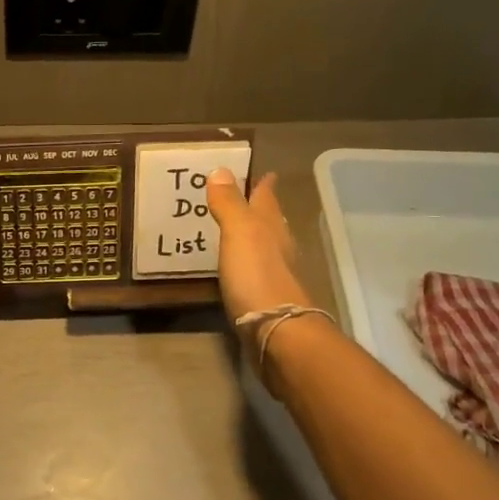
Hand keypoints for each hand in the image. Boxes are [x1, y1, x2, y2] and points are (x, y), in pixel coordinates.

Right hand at [206, 169, 312, 324]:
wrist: (277, 330)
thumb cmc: (257, 275)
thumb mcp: (239, 232)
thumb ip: (229, 203)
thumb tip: (220, 169)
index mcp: (270, 227)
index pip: (267, 198)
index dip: (264, 185)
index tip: (264, 173)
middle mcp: (278, 247)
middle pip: (271, 222)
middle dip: (260, 209)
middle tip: (246, 198)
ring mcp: (275, 275)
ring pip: (266, 247)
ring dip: (255, 237)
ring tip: (238, 230)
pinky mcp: (267, 299)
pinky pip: (256, 272)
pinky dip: (248, 264)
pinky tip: (238, 269)